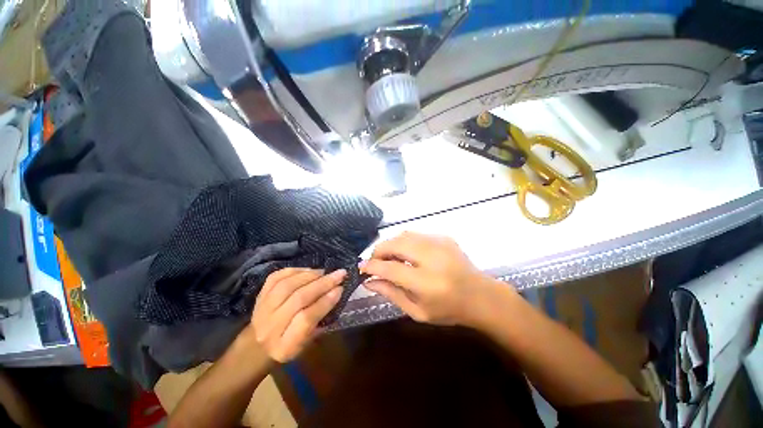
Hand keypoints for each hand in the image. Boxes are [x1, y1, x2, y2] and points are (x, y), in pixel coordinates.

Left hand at [251, 268, 344, 361]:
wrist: (257, 345)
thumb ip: (320, 319)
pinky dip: (295, 270)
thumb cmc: (289, 344)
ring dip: (310, 275)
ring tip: (324, 272)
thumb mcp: (307, 342)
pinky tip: (308, 270)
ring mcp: (262, 309)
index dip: (325, 302)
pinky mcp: (259, 295)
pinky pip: (277, 277)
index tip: (340, 289)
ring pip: (288, 285)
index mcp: (285, 346)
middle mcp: (269, 327)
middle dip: (323, 283)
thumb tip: (335, 292)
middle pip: (298, 299)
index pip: (306, 319)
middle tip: (339, 274)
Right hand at [361, 232, 506, 326]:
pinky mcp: (444, 237)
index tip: (362, 268)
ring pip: (404, 235)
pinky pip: (416, 234)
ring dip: (390, 244)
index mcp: (427, 283)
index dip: (372, 266)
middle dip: (379, 251)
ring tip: (388, 257)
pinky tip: (407, 253)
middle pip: (395, 244)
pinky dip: (405, 242)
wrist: (480, 296)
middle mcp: (433, 259)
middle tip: (374, 261)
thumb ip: (391, 294)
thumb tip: (369, 282)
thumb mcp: (417, 311)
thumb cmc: (448, 310)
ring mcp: (440, 244)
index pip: (390, 269)